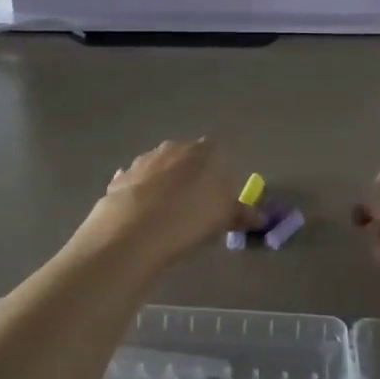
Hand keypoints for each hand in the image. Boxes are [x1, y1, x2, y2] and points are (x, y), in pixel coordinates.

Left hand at [77, 138, 262, 272]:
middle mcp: (172, 148)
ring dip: (163, 185)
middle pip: (186, 158)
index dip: (219, 172)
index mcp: (203, 151)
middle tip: (194, 207)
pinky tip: (142, 216)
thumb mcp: (224, 218)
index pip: (217, 151)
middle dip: (190, 177)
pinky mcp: (119, 179)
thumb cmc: (191, 218)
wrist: (135, 230)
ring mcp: (142, 161)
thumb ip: (242, 214)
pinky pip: (135, 184)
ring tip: (166, 216)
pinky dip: (140, 195)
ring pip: (159, 169)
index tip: (219, 196)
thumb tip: (260, 218)